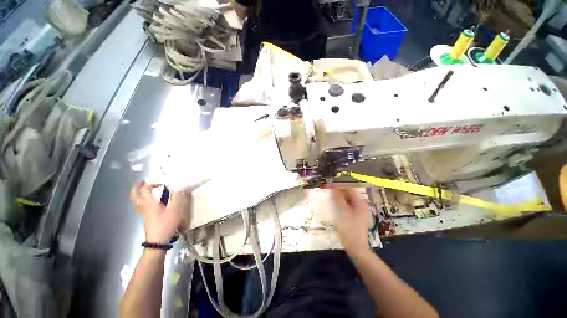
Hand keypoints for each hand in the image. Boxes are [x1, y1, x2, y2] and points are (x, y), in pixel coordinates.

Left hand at [130, 182, 188, 243]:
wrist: (158, 241)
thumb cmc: (166, 225)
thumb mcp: (175, 211)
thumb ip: (178, 198)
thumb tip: (181, 189)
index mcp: (150, 203)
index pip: (145, 189)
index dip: (150, 183)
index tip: (160, 182)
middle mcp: (144, 207)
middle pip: (135, 195)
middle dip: (136, 187)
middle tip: (141, 182)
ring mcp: (144, 213)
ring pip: (136, 201)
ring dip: (138, 193)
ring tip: (143, 189)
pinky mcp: (146, 218)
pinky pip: (140, 206)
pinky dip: (141, 200)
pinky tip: (148, 201)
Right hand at [330, 186, 369, 255]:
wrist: (356, 248)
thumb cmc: (349, 230)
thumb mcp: (342, 213)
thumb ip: (338, 199)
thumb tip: (333, 188)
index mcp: (359, 203)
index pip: (349, 189)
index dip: (338, 186)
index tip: (329, 185)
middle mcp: (360, 205)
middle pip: (348, 194)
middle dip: (338, 191)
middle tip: (328, 191)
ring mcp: (358, 212)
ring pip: (347, 200)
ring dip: (339, 197)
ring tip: (329, 197)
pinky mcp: (355, 217)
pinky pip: (347, 206)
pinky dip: (340, 204)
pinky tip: (334, 205)